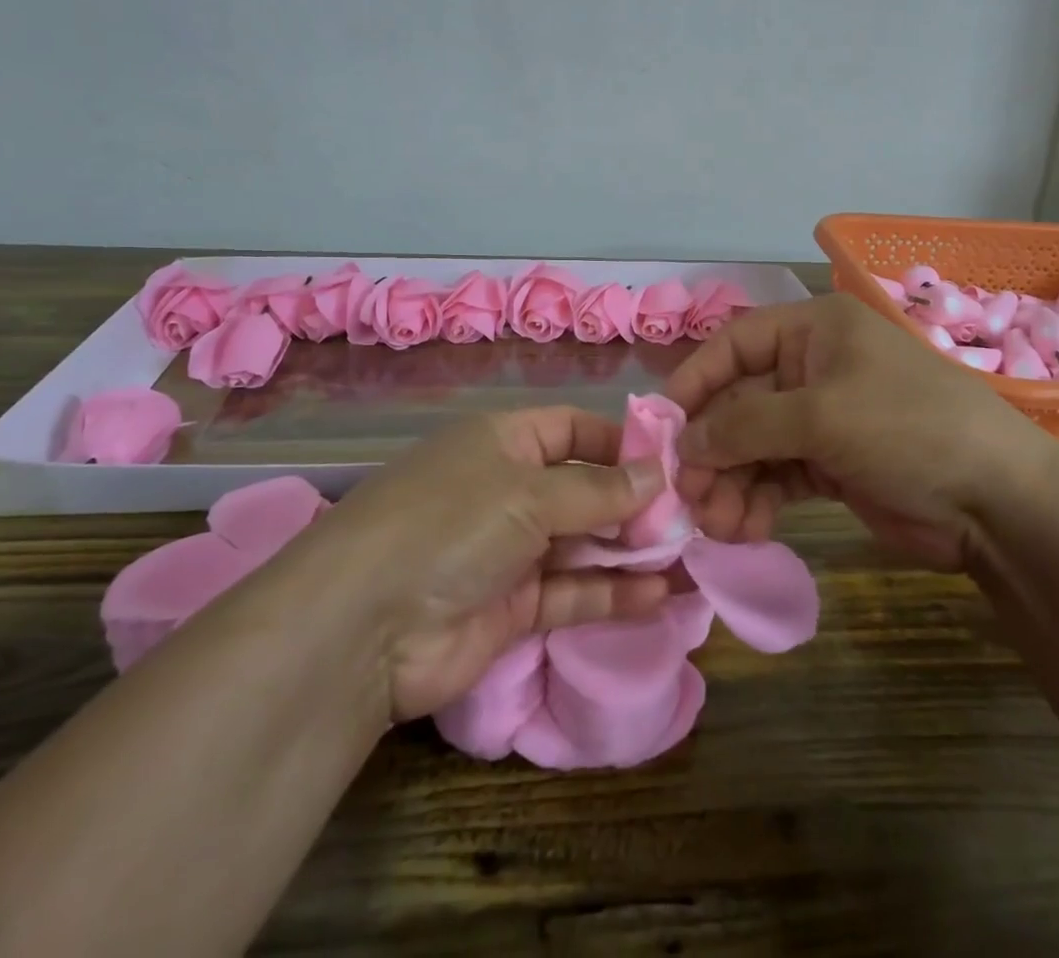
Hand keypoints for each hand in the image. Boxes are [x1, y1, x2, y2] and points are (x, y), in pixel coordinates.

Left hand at [325, 408, 670, 720]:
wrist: (365, 627)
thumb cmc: (452, 524)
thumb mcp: (529, 493)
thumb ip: (598, 490)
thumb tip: (659, 475)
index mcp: (504, 442)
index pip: (574, 430)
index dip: (621, 442)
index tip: (674, 461)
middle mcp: (509, 490)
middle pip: (585, 488)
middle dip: (635, 502)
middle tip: (693, 516)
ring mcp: (510, 551)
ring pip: (584, 544)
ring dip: (633, 551)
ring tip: (691, 558)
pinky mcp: (513, 607)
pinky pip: (573, 592)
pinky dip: (613, 593)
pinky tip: (660, 595)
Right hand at [664, 294, 1058, 568]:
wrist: (997, 501)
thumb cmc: (907, 428)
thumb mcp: (821, 416)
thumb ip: (745, 424)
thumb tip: (684, 442)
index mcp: (813, 331)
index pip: (734, 344)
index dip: (695, 380)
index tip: (661, 425)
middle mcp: (812, 368)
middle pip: (739, 402)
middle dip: (712, 449)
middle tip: (688, 495)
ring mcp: (822, 419)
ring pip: (753, 446)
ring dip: (730, 483)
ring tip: (718, 524)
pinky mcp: (831, 465)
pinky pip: (776, 477)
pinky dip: (756, 501)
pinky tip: (745, 529)